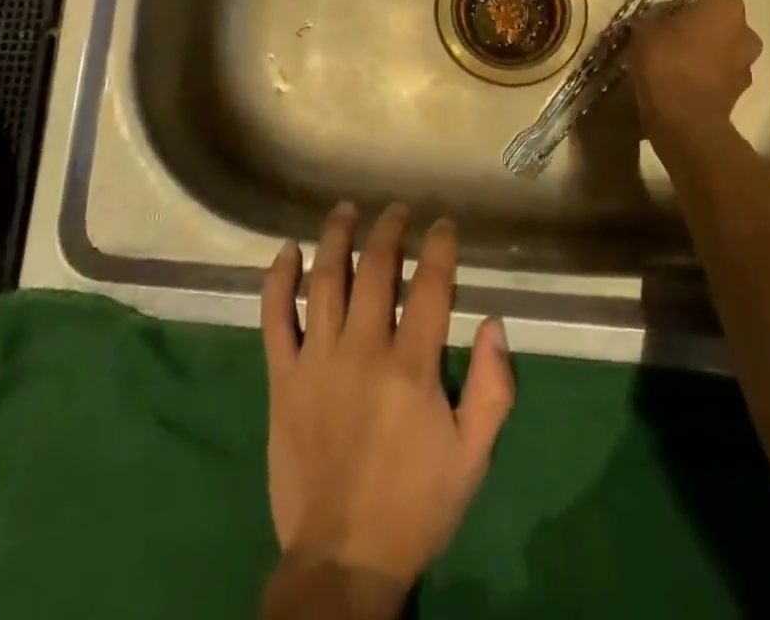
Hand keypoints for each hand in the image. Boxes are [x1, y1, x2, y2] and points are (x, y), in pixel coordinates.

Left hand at [261, 203, 514, 605]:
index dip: (439, 247)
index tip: (443, 223)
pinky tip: (287, 250)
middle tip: (396, 210)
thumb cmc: (415, 505)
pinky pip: (274, 317)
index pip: (430, 286)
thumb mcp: (472, 457)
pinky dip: (278, 279)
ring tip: (346, 209)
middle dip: (389, 230)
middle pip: (375, 269)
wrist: (342, 560)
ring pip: (324, 279)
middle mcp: (362, 350)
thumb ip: (492, 389)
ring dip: (335, 237)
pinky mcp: (282, 377)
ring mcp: (317, 359)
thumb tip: (494, 323)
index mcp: (412, 367)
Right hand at [627, 0, 762, 157]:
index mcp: (726, 7)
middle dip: (700, 33)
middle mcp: (746, 32)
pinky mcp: (741, 94)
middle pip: (720, 26)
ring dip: (705, 58)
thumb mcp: (645, 28)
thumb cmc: (665, 60)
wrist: (684, 116)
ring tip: (673, 69)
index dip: (684, 10)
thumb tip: (660, 22)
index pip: (706, 0)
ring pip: (722, 53)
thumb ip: (656, 19)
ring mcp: (748, 65)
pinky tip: (680, 87)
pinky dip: (705, 80)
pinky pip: (720, 78)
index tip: (664, 22)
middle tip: (670, 43)